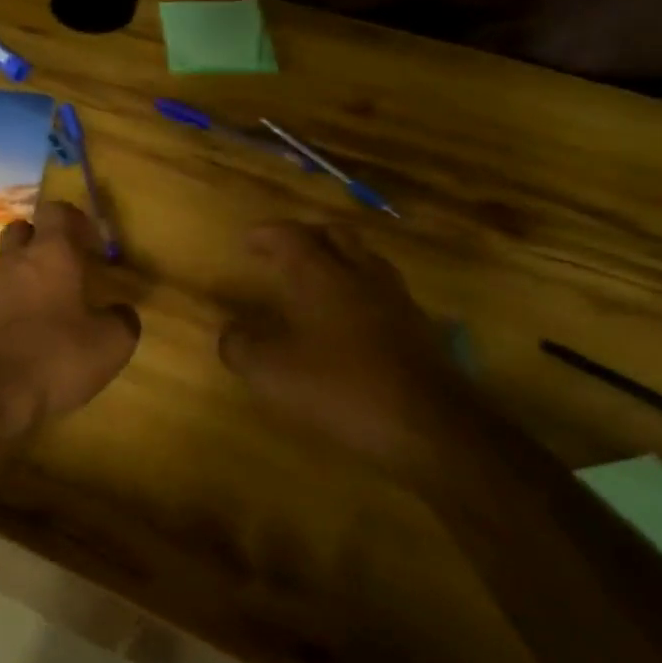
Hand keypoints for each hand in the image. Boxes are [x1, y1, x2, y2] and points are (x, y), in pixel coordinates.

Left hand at [0, 202, 140, 433]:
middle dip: (42, 240)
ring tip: (45, 304)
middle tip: (65, 266)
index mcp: (50, 254)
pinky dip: (7, 304)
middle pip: (22, 230)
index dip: (74, 219)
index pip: (56, 211)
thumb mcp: (109, 346)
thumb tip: (121, 311)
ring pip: (5, 263)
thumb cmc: (53, 358)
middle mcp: (13, 261)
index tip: (90, 242)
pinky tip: (22, 331)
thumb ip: (122, 321)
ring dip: (23, 274)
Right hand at [219, 222, 472, 475]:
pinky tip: (351, 319)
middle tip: (285, 252)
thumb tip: (230, 333)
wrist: (431, 427)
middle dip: (307, 236)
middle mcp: (360, 276)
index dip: (266, 234)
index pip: (290, 236)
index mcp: (321, 275)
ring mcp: (396, 300)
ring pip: (366, 260)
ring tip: (319, 279)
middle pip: (335, 235)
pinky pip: (384, 292)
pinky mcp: (419, 329)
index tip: (248, 241)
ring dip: (340, 260)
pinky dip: (362, 291)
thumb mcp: (271, 373)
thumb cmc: (341, 388)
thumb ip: (241, 347)